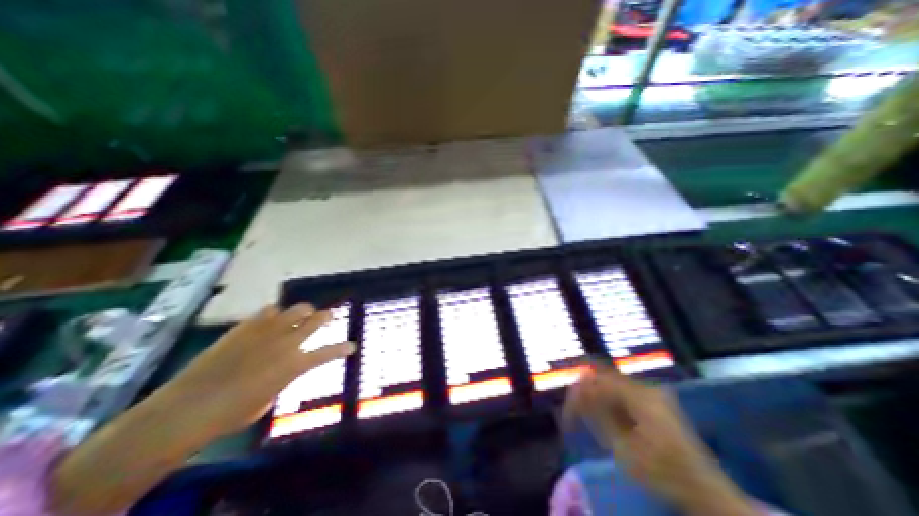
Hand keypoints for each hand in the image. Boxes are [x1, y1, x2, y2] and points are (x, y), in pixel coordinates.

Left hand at [152, 304, 353, 440]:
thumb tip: (281, 371)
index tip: (352, 345)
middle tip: (328, 316)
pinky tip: (270, 319)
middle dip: (326, 317)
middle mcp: (287, 342)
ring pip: (296, 309)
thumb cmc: (231, 414)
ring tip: (301, 314)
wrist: (186, 408)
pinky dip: (274, 314)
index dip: (343, 348)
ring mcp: (267, 331)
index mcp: (295, 364)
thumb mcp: (267, 400)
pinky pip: (268, 310)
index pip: (328, 352)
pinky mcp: (246, 326)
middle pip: (316, 320)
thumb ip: (281, 380)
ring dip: (302, 312)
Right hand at [569, 366, 761, 515]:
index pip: (598, 381)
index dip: (579, 391)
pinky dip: (608, 401)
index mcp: (640, 395)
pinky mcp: (653, 400)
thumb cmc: (663, 473)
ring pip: (611, 384)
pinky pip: (622, 392)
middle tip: (574, 410)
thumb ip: (597, 415)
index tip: (567, 408)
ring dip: (596, 396)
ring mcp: (651, 392)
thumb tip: (577, 392)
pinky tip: (604, 417)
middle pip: (604, 378)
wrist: (705, 492)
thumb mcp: (624, 447)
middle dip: (586, 391)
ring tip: (586, 415)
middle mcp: (645, 387)